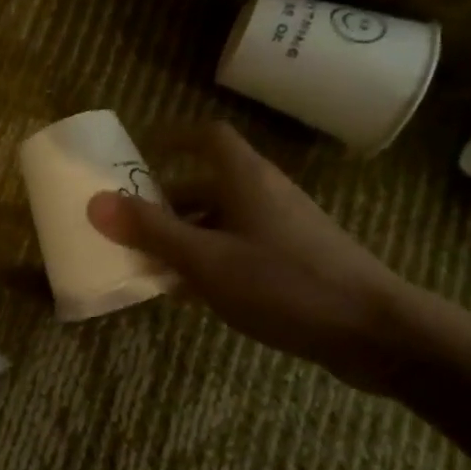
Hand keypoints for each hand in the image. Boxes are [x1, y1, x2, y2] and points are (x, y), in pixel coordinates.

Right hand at [87, 122, 414, 390]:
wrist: (375, 332)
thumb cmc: (284, 284)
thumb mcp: (206, 259)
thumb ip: (150, 231)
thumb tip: (95, 201)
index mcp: (246, 179)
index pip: (208, 137)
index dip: (173, 138)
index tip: (140, 153)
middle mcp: (266, 195)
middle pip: (208, 183)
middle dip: (166, 201)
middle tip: (129, 223)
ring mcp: (283, 230)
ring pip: (222, 221)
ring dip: (185, 236)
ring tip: (149, 264)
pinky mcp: (295, 262)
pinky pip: (240, 249)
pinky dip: (210, 261)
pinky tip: (190, 294)